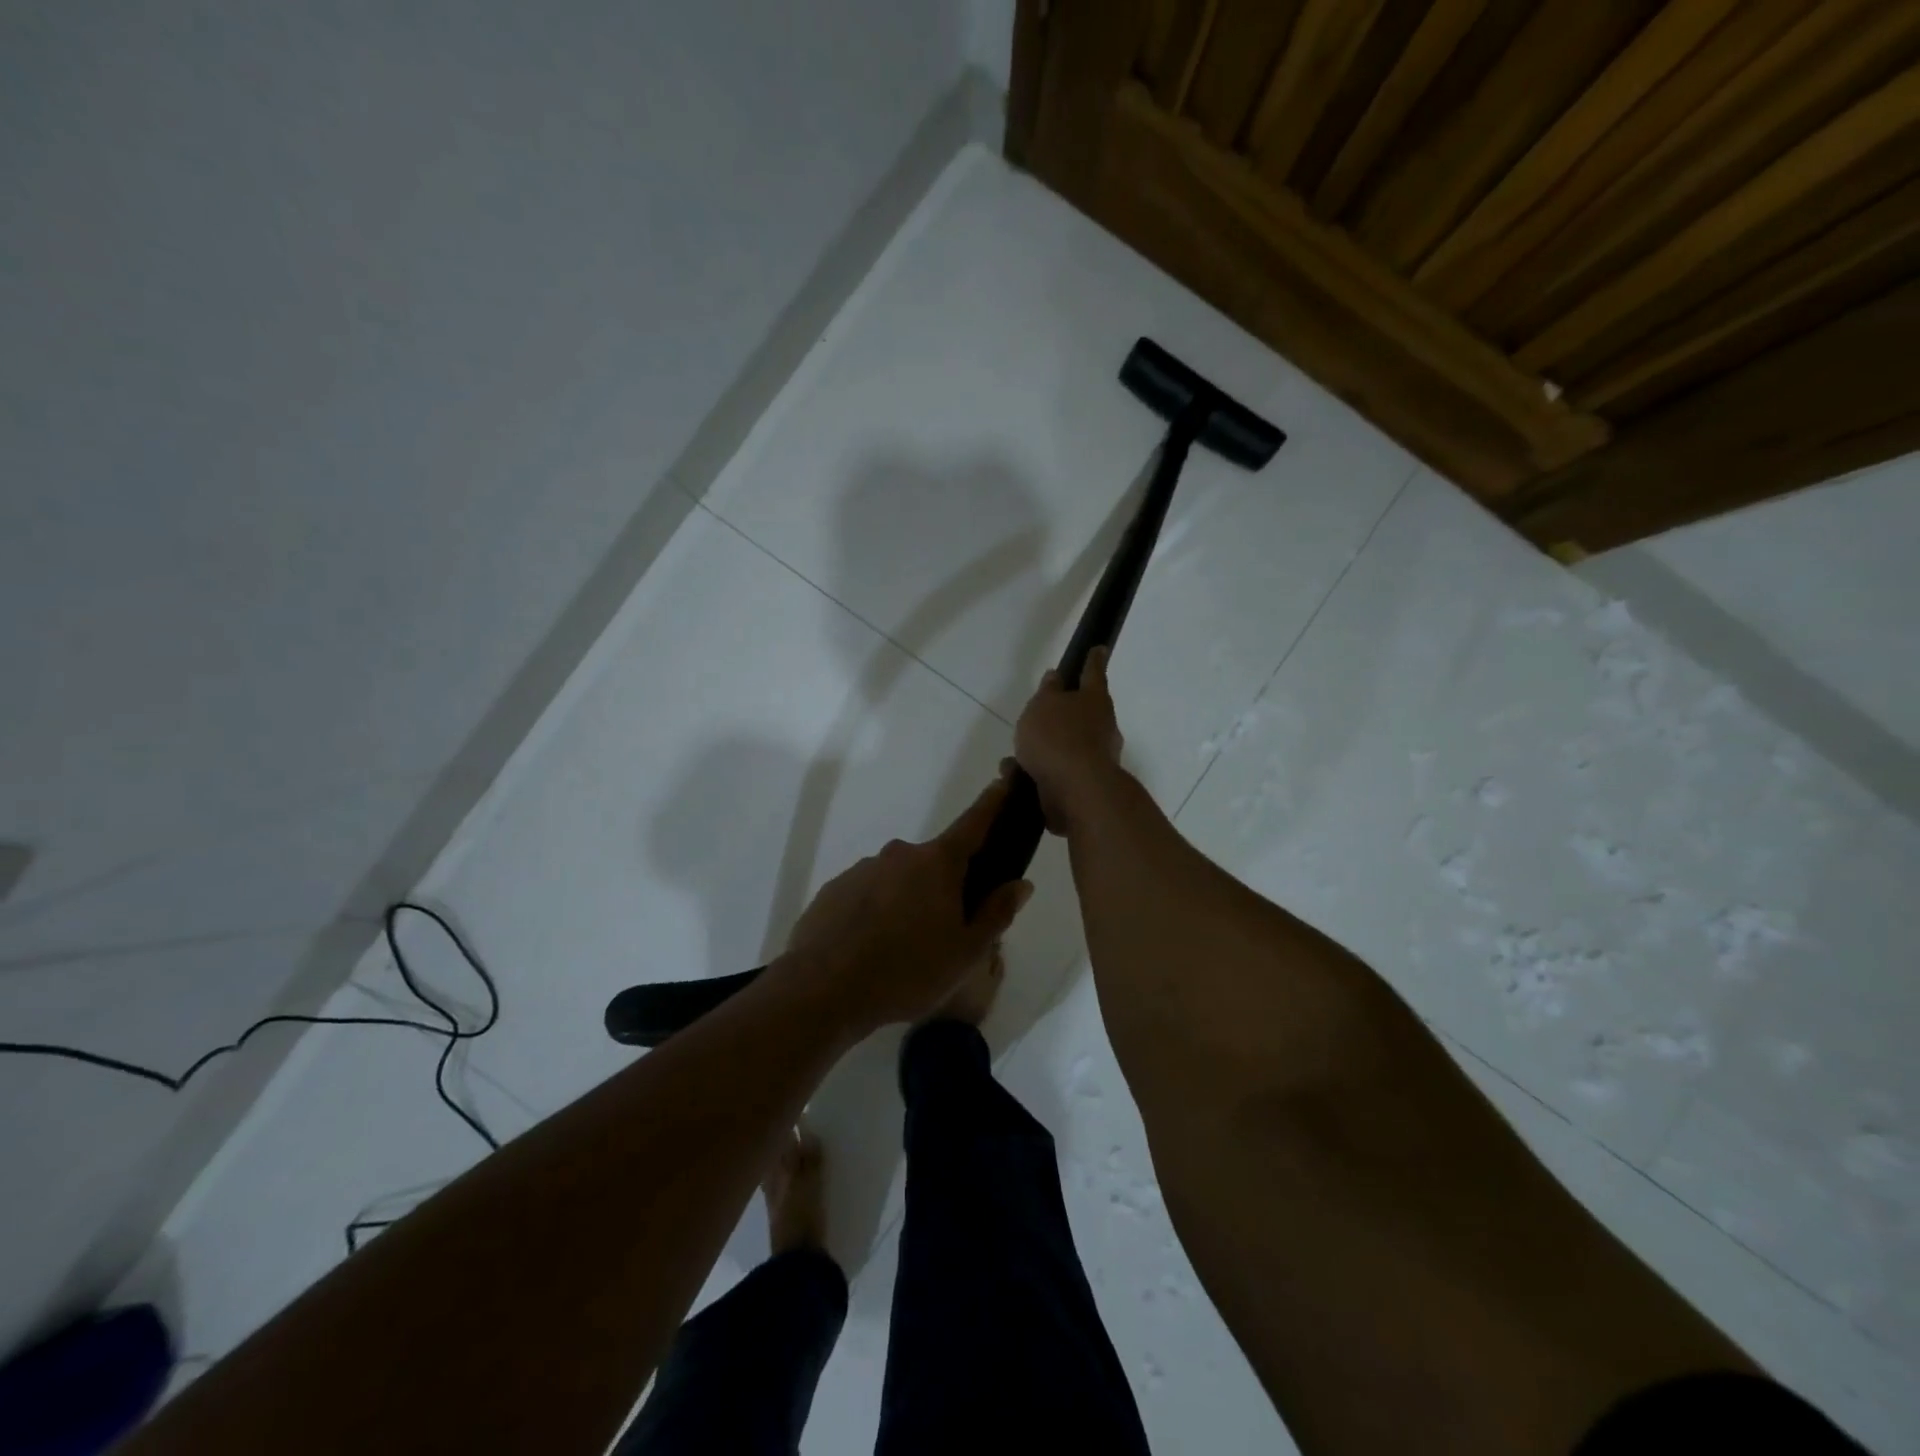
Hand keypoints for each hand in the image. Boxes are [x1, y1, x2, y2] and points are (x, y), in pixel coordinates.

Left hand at [782, 775, 1032, 1035]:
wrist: (823, 989)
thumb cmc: (907, 971)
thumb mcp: (966, 952)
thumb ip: (996, 913)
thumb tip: (1020, 883)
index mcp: (938, 863)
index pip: (973, 823)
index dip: (992, 803)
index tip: (1004, 782)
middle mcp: (900, 854)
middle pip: (934, 862)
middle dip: (945, 886)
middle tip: (947, 930)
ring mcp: (862, 869)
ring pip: (899, 880)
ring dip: (908, 901)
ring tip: (903, 950)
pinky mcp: (834, 889)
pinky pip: (868, 894)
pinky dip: (876, 912)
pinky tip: (872, 948)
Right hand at [1014, 646, 1125, 834]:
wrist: (1076, 792)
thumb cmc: (1058, 738)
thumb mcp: (1044, 705)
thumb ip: (1049, 691)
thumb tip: (1057, 677)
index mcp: (1095, 701)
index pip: (1093, 673)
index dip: (1093, 660)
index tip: (1099, 648)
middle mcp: (1102, 728)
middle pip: (1084, 714)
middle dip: (1064, 715)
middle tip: (1041, 715)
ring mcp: (1097, 759)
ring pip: (1066, 747)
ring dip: (1044, 749)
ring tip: (1013, 756)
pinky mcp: (1084, 786)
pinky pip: (1057, 772)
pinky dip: (1038, 772)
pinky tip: (1015, 776)